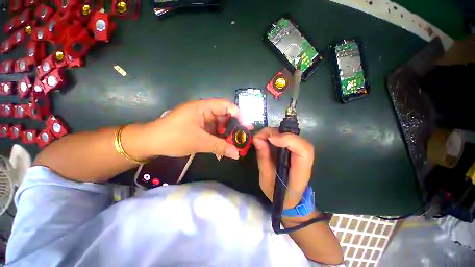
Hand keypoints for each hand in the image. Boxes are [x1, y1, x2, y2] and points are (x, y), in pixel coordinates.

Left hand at [145, 99, 246, 159]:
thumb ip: (220, 147)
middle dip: (233, 128)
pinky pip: (213, 131)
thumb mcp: (199, 142)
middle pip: (225, 116)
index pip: (226, 106)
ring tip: (233, 147)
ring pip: (220, 126)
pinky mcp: (199, 127)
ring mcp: (202, 120)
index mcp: (203, 107)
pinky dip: (218, 139)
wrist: (151, 143)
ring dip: (226, 136)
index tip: (245, 128)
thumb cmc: (173, 137)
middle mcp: (204, 111)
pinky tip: (222, 149)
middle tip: (242, 139)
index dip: (238, 115)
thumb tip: (237, 154)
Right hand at [253, 128, 313, 208]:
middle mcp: (305, 161)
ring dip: (276, 133)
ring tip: (261, 137)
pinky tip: (267, 139)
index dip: (288, 139)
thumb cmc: (277, 193)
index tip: (270, 139)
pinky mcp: (295, 151)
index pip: (303, 150)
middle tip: (260, 136)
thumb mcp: (265, 179)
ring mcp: (301, 155)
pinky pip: (288, 138)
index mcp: (300, 172)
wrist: (289, 200)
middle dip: (278, 133)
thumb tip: (257, 138)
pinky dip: (276, 135)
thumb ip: (263, 158)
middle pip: (298, 139)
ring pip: (293, 136)